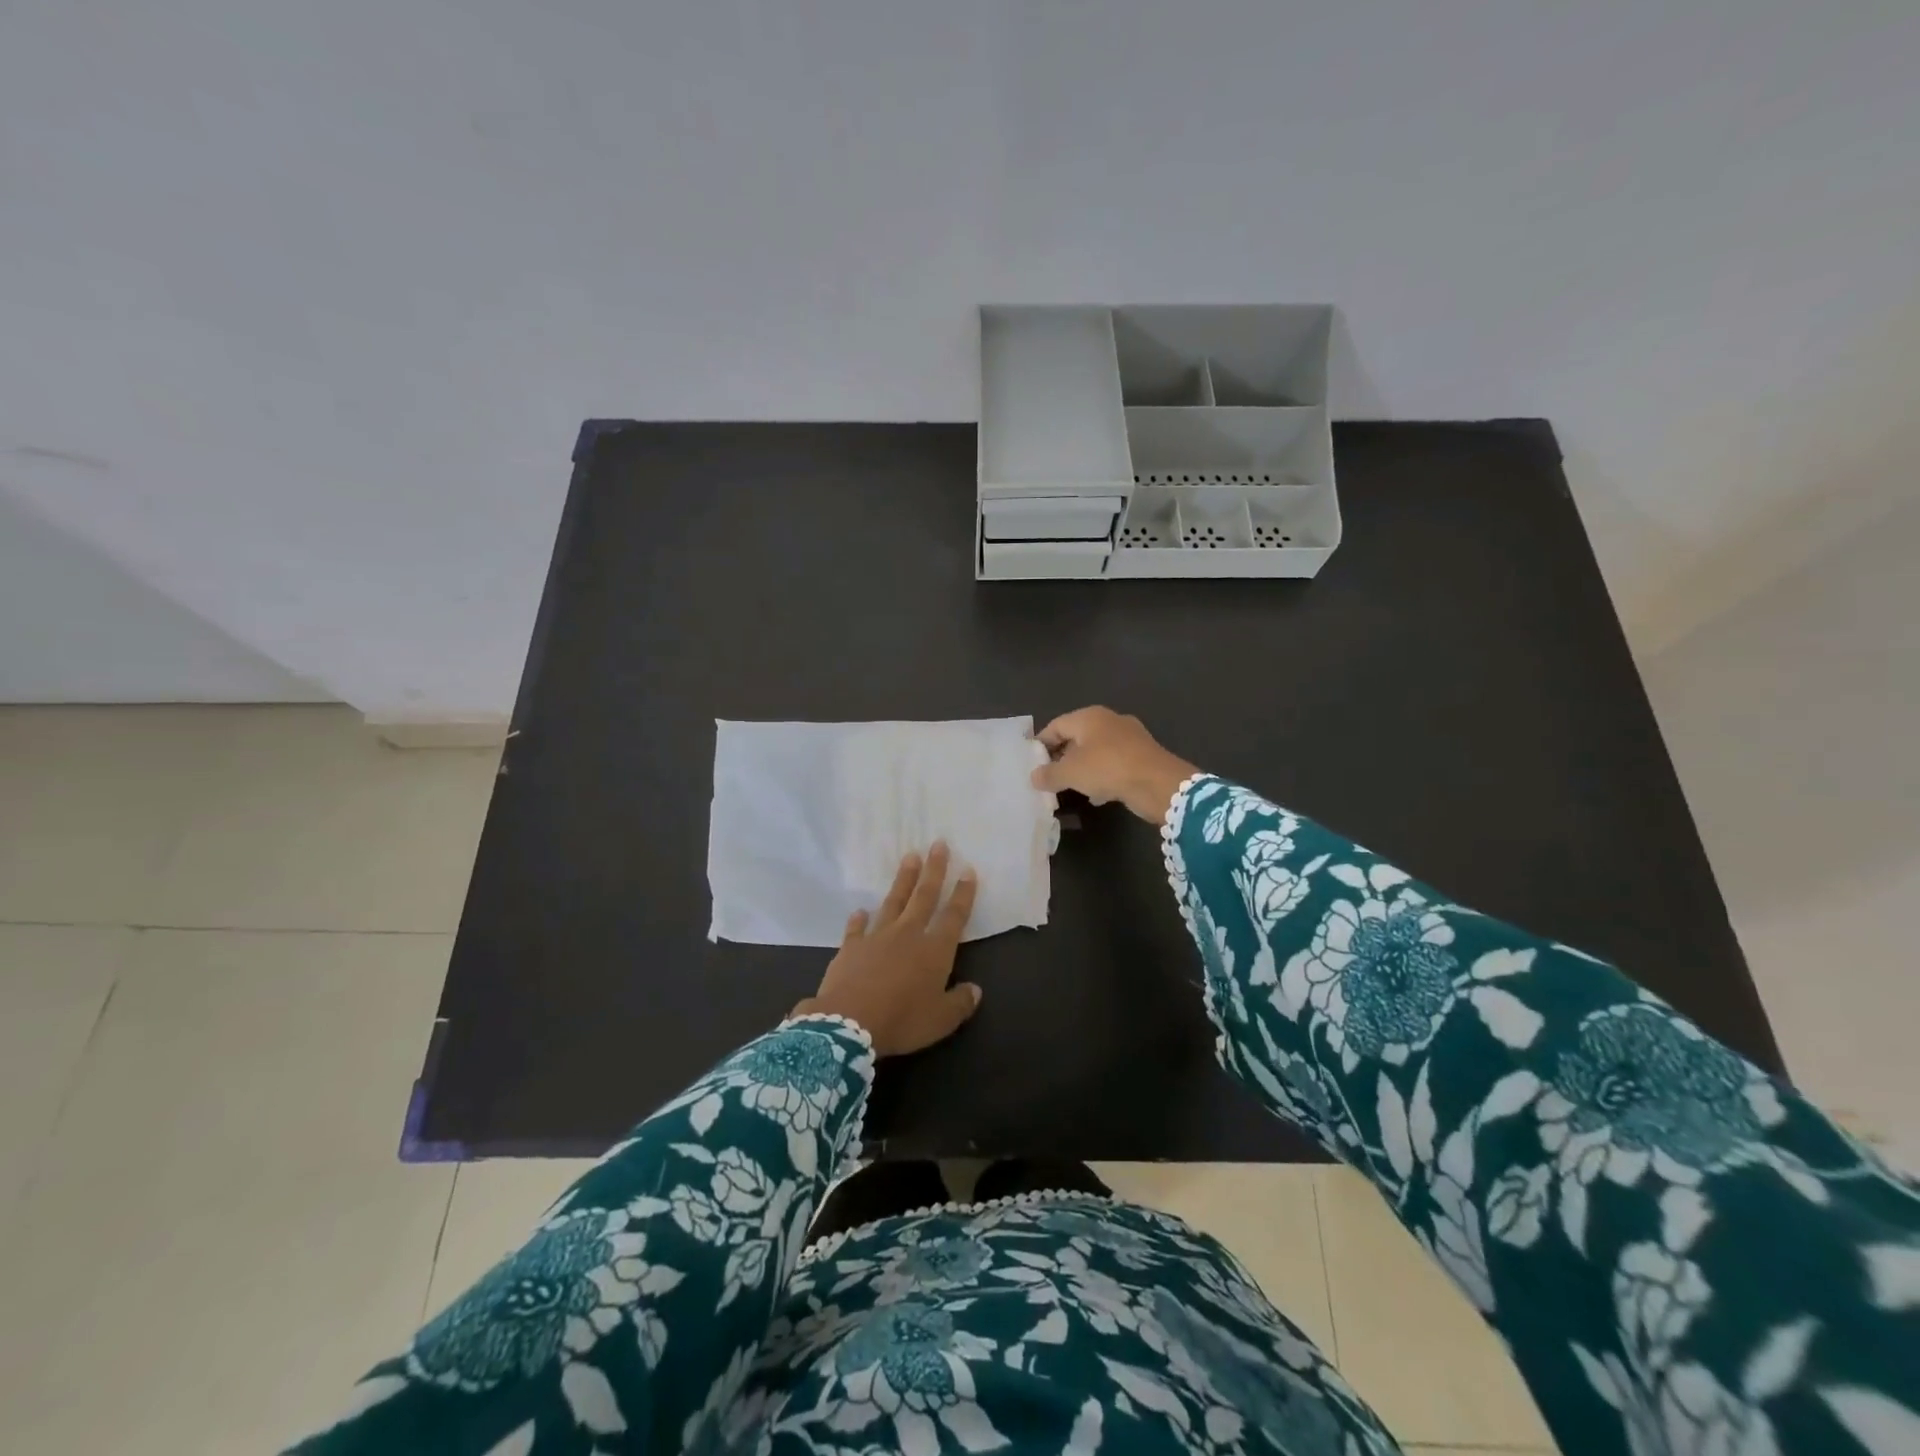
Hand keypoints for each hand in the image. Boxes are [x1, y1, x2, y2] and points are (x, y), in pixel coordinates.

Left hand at [789, 842, 981, 1056]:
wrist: (848, 1023)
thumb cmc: (902, 1021)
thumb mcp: (941, 1020)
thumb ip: (960, 1003)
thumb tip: (975, 990)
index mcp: (934, 951)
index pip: (954, 916)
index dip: (963, 894)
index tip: (968, 870)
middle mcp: (908, 935)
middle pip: (924, 896)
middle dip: (934, 870)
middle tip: (939, 844)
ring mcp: (877, 937)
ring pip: (893, 901)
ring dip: (903, 879)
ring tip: (910, 857)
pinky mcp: (851, 947)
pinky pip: (857, 928)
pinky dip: (859, 919)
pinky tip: (860, 911)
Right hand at [1031, 706, 1197, 823]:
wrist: (1158, 783)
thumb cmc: (1108, 768)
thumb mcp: (1071, 773)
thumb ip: (1049, 774)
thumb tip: (1034, 776)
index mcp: (1089, 716)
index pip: (1056, 725)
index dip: (1041, 743)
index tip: (1031, 763)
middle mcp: (1109, 721)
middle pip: (1076, 737)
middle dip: (1061, 757)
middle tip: (1048, 777)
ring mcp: (1129, 737)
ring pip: (1095, 752)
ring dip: (1081, 769)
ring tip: (1069, 788)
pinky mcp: (1141, 756)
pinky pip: (1113, 764)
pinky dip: (1101, 776)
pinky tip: (1096, 795)